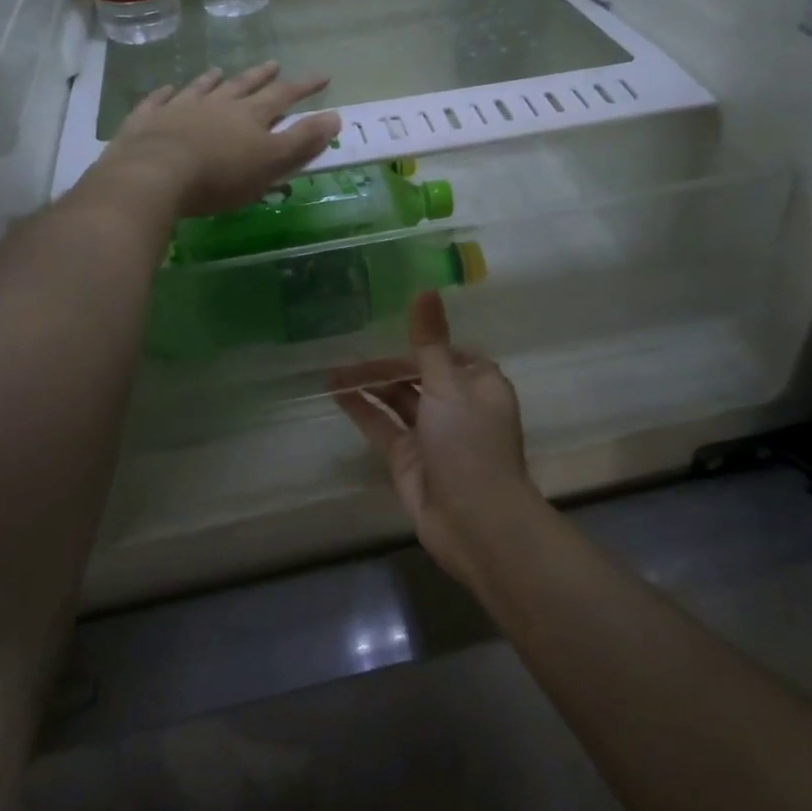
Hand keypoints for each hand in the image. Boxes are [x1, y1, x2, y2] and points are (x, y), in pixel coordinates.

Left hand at [96, 62, 341, 219]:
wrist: (154, 174)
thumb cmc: (220, 176)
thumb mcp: (270, 162)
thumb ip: (302, 141)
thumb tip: (334, 118)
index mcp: (249, 116)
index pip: (284, 96)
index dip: (304, 87)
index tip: (322, 76)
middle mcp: (217, 104)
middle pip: (243, 85)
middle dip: (262, 76)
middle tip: (274, 64)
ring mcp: (179, 108)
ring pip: (201, 88)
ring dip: (214, 79)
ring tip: (220, 70)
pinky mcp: (148, 120)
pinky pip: (159, 100)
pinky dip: (166, 93)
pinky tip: (168, 89)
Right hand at [331, 292, 542, 587]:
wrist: (475, 522)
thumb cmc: (469, 443)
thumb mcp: (448, 384)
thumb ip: (428, 341)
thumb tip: (425, 288)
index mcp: (479, 383)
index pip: (446, 351)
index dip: (419, 340)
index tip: (386, 322)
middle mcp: (457, 404)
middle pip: (417, 374)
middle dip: (385, 363)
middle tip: (344, 347)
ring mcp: (431, 433)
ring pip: (397, 399)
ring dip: (370, 384)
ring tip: (332, 369)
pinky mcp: (409, 458)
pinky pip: (383, 425)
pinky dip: (362, 410)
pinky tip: (336, 393)